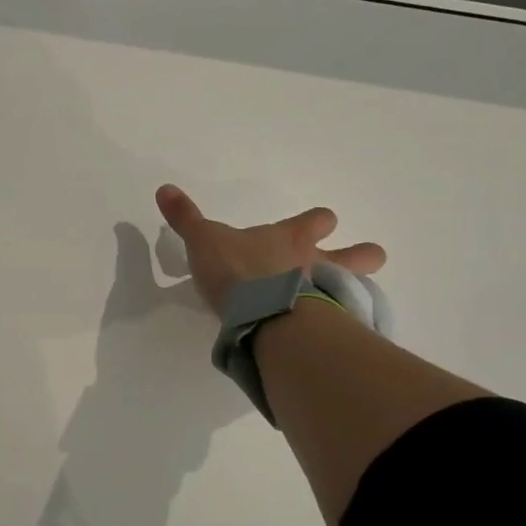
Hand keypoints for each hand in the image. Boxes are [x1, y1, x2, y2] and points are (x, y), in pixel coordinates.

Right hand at [156, 184, 386, 311]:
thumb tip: (164, 188)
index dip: (318, 222)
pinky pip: (345, 325)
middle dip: (360, 255)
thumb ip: (186, 218)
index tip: (318, 224)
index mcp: (291, 238)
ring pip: (361, 288)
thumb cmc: (237, 270)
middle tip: (354, 261)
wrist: (263, 313)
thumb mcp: (203, 240)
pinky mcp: (329, 328)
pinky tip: (333, 337)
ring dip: (357, 291)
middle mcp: (317, 263)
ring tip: (345, 303)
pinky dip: (342, 328)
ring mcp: (329, 296)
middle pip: (360, 254)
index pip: (317, 220)